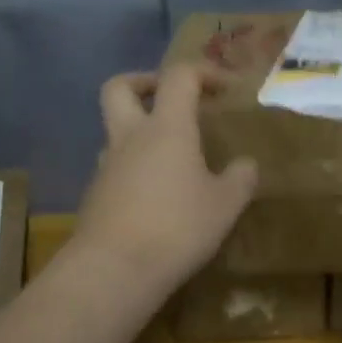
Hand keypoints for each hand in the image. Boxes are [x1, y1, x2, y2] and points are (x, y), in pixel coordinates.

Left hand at [75, 63, 258, 293]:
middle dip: (145, 82)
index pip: (179, 76)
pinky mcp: (95, 196)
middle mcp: (130, 137)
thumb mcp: (225, 205)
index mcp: (166, 127)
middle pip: (120, 87)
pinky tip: (157, 196)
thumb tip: (245, 164)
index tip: (226, 89)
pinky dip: (134, 169)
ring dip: (139, 131)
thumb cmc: (177, 227)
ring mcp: (106, 166)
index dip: (204, 72)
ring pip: (115, 130)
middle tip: (171, 99)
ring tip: (171, 157)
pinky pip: (115, 168)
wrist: (113, 270)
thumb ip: (240, 178)